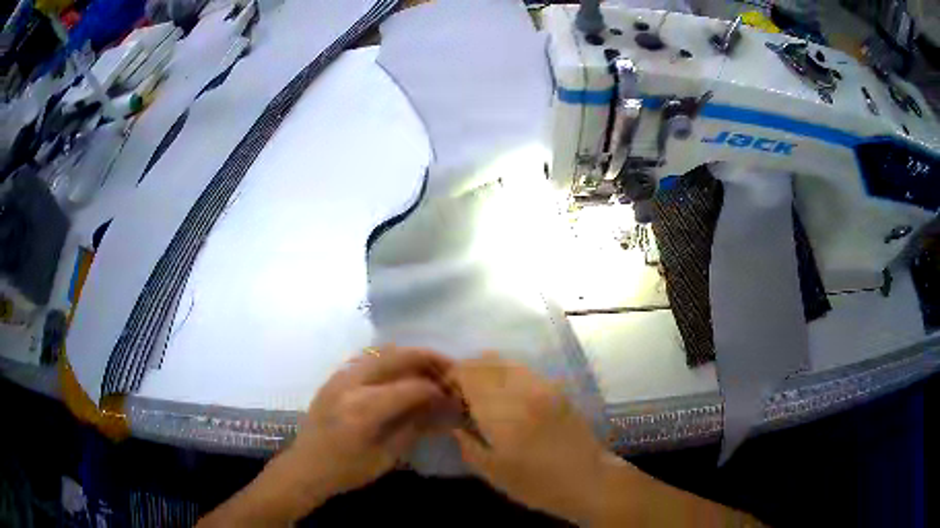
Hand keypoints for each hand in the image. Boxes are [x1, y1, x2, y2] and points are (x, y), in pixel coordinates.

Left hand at [199, 347, 460, 525]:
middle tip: (450, 367)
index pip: (412, 387)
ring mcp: (339, 376)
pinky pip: (367, 358)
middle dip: (428, 359)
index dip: (438, 390)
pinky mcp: (334, 377)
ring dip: (408, 355)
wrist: (306, 467)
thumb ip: (414, 426)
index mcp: (364, 408)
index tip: (454, 396)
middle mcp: (351, 383)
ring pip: (381, 351)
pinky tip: (400, 372)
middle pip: (397, 356)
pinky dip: (389, 359)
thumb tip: (441, 407)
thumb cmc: (347, 470)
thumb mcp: (387, 455)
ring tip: (428, 367)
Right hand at [450, 353, 609, 523]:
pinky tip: (508, 398)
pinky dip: (507, 375)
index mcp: (503, 411)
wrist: (587, 479)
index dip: (452, 378)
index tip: (446, 395)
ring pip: (506, 361)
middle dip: (467, 372)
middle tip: (461, 395)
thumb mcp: (492, 471)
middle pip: (486, 360)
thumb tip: (454, 423)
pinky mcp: (557, 388)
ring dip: (487, 371)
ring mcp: (543, 385)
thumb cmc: (536, 483)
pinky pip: (524, 370)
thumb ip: (467, 443)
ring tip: (484, 395)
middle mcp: (522, 389)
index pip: (469, 373)